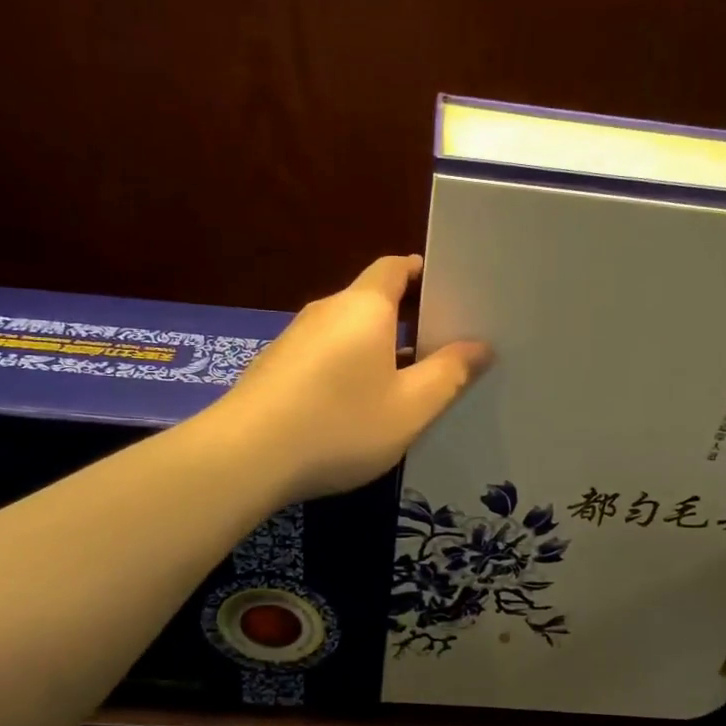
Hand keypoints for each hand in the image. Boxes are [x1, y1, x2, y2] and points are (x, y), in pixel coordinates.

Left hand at [209, 255, 492, 501]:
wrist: (244, 458)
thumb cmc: (340, 425)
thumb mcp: (411, 407)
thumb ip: (449, 374)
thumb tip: (480, 346)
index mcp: (363, 307)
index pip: (394, 267)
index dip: (421, 273)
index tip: (447, 293)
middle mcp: (326, 312)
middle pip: (371, 301)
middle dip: (406, 318)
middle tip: (441, 346)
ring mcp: (294, 340)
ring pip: (347, 333)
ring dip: (377, 349)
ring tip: (406, 382)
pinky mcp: (275, 369)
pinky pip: (325, 357)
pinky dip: (348, 369)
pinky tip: (357, 407)